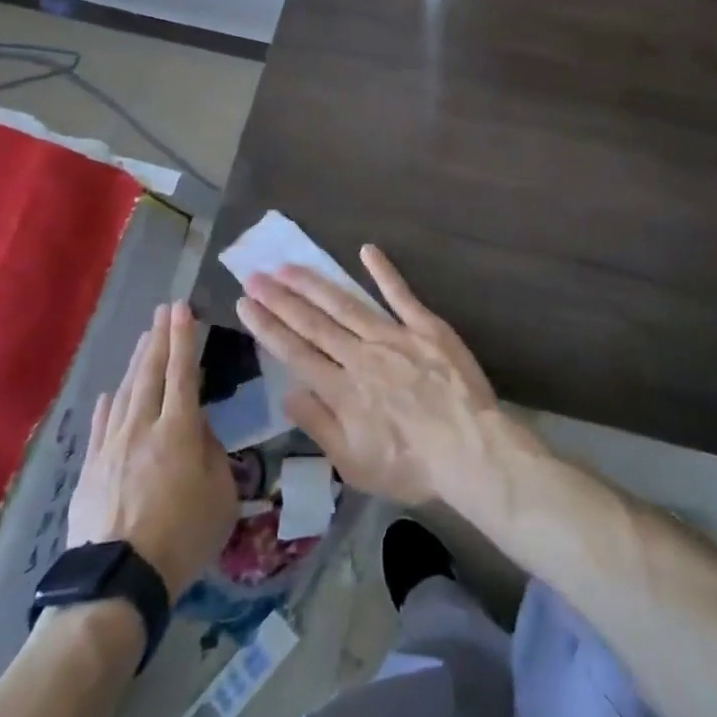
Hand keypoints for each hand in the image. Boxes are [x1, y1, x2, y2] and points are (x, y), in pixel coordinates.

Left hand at [67, 301, 237, 598]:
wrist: (117, 582)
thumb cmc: (183, 537)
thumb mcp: (222, 496)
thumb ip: (213, 454)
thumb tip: (200, 431)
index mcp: (180, 430)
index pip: (183, 372)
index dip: (184, 338)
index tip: (183, 308)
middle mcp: (143, 427)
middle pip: (150, 373)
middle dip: (159, 338)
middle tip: (163, 310)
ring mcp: (111, 447)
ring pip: (124, 393)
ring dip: (135, 362)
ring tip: (143, 340)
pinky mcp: (91, 470)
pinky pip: (100, 426)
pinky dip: (107, 404)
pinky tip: (109, 393)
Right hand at [235, 245, 499, 507]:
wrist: (471, 450)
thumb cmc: (411, 467)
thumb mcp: (354, 464)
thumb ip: (318, 425)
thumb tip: (287, 391)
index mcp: (341, 390)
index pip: (294, 352)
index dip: (267, 326)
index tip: (245, 303)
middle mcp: (360, 356)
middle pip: (313, 323)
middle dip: (280, 298)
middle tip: (254, 275)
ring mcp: (393, 337)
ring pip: (346, 304)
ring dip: (314, 284)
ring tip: (288, 266)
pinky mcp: (425, 327)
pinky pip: (400, 295)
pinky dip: (383, 271)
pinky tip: (366, 250)